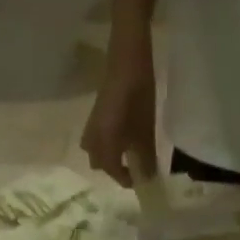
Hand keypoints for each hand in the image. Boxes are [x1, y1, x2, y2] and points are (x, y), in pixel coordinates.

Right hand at [80, 36, 157, 185]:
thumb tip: (148, 179)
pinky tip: (123, 136)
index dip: (128, 180)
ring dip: (109, 156)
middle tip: (134, 167)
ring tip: (128, 152)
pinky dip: (108, 143)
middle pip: (100, 164)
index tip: (143, 180)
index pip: (114, 172)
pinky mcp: (95, 114)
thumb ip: (145, 158)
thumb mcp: (145, 131)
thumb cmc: (138, 96)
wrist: (127, 59)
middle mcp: (93, 139)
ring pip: (96, 150)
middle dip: (115, 169)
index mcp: (104, 146)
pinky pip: (97, 137)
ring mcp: (91, 125)